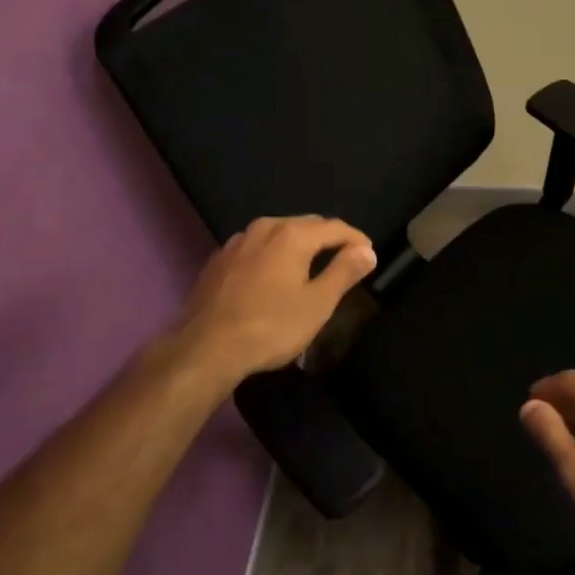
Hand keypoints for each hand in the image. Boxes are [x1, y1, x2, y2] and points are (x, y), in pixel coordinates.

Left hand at [167, 216, 375, 387]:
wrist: (205, 348)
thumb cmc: (270, 327)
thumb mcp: (317, 304)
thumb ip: (344, 272)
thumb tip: (366, 251)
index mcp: (292, 235)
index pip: (335, 227)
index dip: (356, 239)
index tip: (369, 255)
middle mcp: (265, 227)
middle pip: (306, 225)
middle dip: (329, 239)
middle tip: (345, 259)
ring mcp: (237, 241)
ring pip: (278, 234)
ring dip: (299, 245)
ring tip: (311, 266)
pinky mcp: (219, 259)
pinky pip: (256, 248)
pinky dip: (273, 255)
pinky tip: (273, 276)